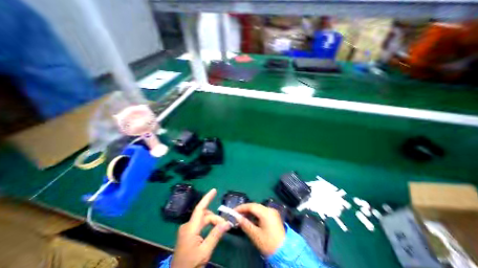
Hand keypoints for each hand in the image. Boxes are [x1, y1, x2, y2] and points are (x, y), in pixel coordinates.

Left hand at [172, 189, 231, 267]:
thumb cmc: (190, 265)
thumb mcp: (205, 251)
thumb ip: (216, 235)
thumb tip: (227, 223)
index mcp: (190, 228)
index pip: (200, 208)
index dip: (207, 198)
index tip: (214, 190)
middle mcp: (187, 226)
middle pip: (204, 215)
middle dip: (215, 218)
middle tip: (225, 225)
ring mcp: (186, 229)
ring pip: (203, 220)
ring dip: (212, 221)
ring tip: (221, 228)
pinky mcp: (187, 234)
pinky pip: (200, 224)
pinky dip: (208, 224)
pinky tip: (214, 229)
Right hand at [235, 203, 284, 255]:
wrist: (285, 252)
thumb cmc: (269, 243)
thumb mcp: (255, 235)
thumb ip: (245, 224)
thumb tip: (237, 218)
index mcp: (266, 212)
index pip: (251, 206)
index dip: (241, 207)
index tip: (233, 211)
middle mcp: (269, 209)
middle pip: (255, 206)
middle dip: (245, 209)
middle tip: (237, 214)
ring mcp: (272, 212)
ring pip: (258, 208)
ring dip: (250, 212)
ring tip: (242, 218)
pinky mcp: (274, 216)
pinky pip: (262, 212)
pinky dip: (255, 215)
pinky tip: (251, 220)